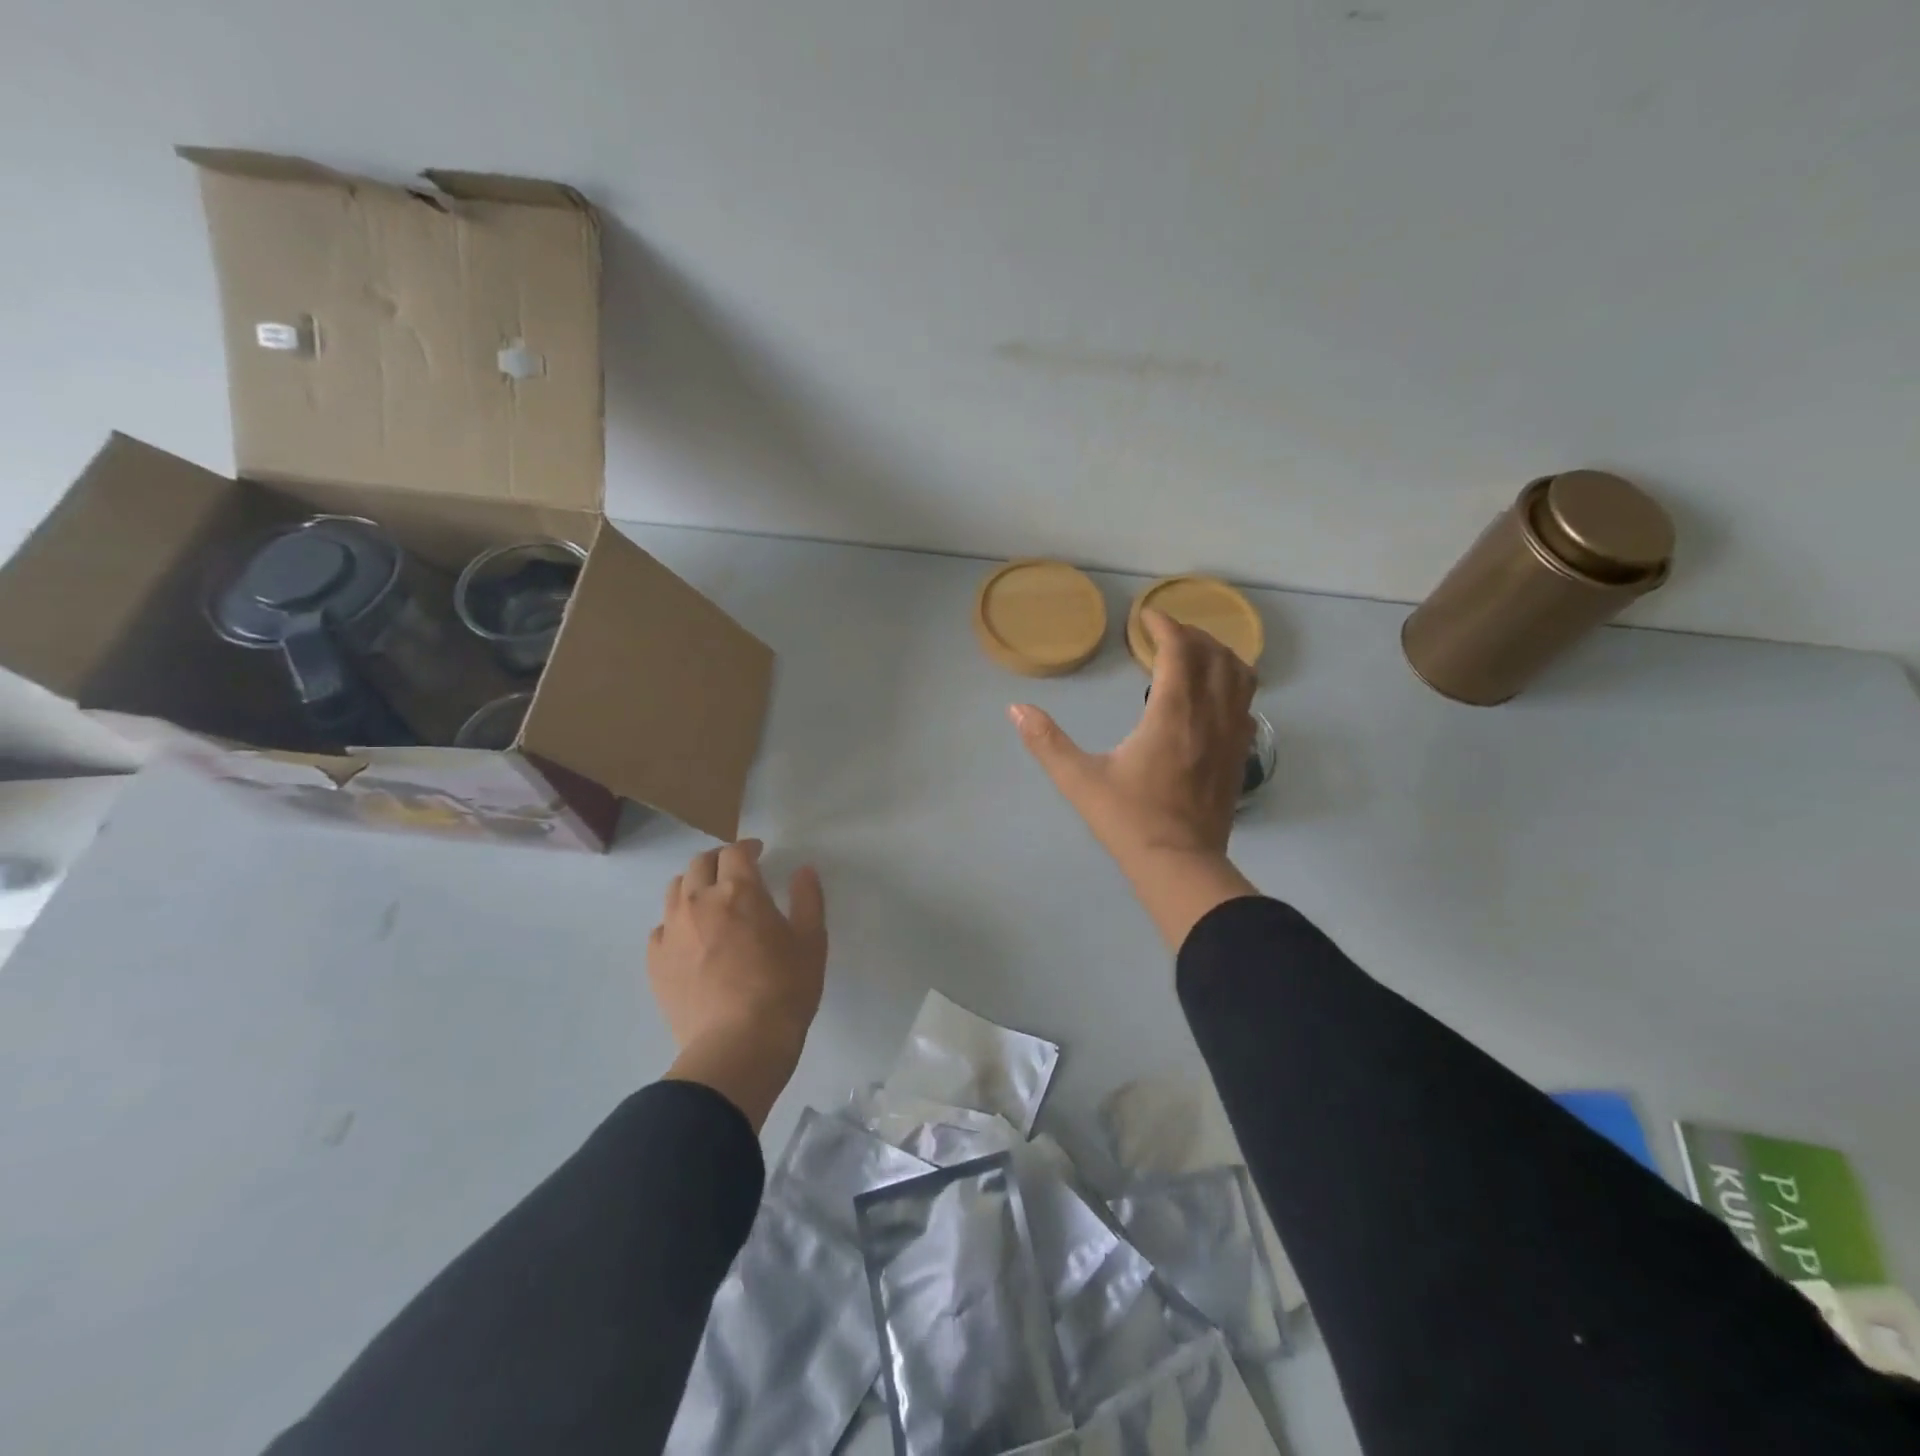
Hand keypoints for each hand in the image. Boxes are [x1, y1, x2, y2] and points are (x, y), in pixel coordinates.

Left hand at [650, 840, 826, 1129]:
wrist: (737, 1046)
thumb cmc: (784, 989)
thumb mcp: (811, 942)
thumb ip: (808, 899)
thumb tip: (804, 870)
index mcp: (739, 891)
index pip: (736, 852)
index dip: (748, 847)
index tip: (758, 852)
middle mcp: (699, 901)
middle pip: (700, 863)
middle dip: (719, 860)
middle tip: (734, 871)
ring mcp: (672, 932)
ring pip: (674, 890)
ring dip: (693, 885)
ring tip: (709, 900)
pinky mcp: (656, 962)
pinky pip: (661, 928)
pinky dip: (676, 922)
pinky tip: (690, 939)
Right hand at [1011, 609, 1261, 949]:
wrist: (1179, 865)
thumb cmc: (1128, 819)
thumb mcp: (1079, 780)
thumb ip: (1046, 741)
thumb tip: (1016, 709)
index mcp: (1172, 713)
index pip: (1179, 650)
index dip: (1165, 626)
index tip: (1146, 617)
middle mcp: (1209, 715)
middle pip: (1215, 655)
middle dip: (1192, 635)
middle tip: (1165, 634)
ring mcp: (1231, 736)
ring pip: (1241, 676)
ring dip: (1220, 655)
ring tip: (1195, 654)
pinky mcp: (1239, 756)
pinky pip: (1247, 704)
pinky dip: (1233, 685)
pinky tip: (1213, 696)